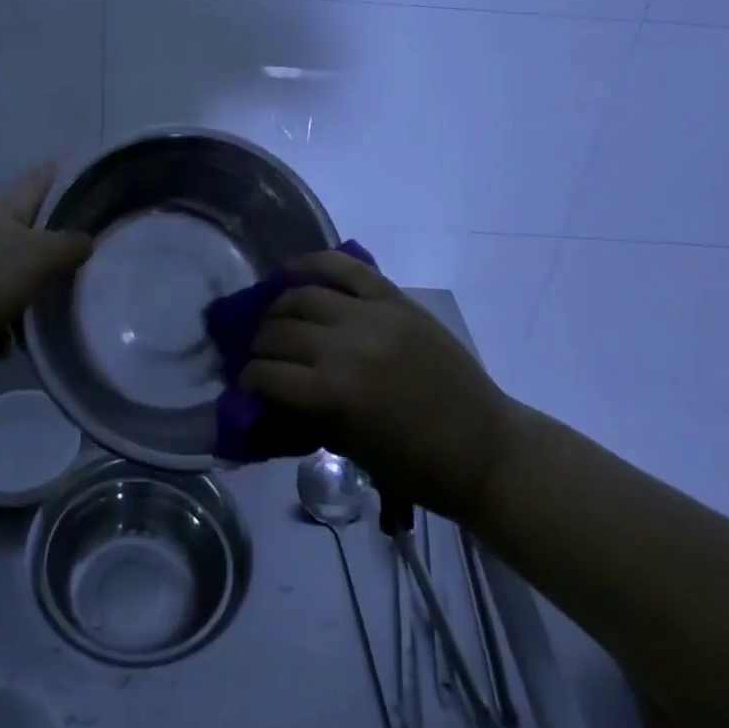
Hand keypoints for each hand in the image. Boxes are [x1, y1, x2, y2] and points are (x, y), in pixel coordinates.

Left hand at [0, 164, 92, 375]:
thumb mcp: (37, 259)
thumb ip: (69, 246)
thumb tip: (84, 241)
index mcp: (4, 203)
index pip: (46, 176)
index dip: (74, 179)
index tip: (104, 198)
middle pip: (31, 229)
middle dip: (56, 253)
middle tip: (84, 272)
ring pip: (11, 269)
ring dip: (28, 296)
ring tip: (36, 324)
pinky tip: (0, 348)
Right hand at [241, 251, 517, 521]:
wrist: (483, 448)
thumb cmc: (415, 465)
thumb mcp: (349, 448)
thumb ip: (305, 413)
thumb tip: (267, 393)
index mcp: (334, 394)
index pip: (268, 375)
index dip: (248, 379)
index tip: (245, 383)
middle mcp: (346, 347)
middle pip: (280, 331)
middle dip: (259, 344)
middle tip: (258, 353)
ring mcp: (372, 316)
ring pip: (304, 295)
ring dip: (279, 307)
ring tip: (275, 317)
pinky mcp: (395, 300)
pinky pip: (348, 268)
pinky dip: (316, 262)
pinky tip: (293, 268)